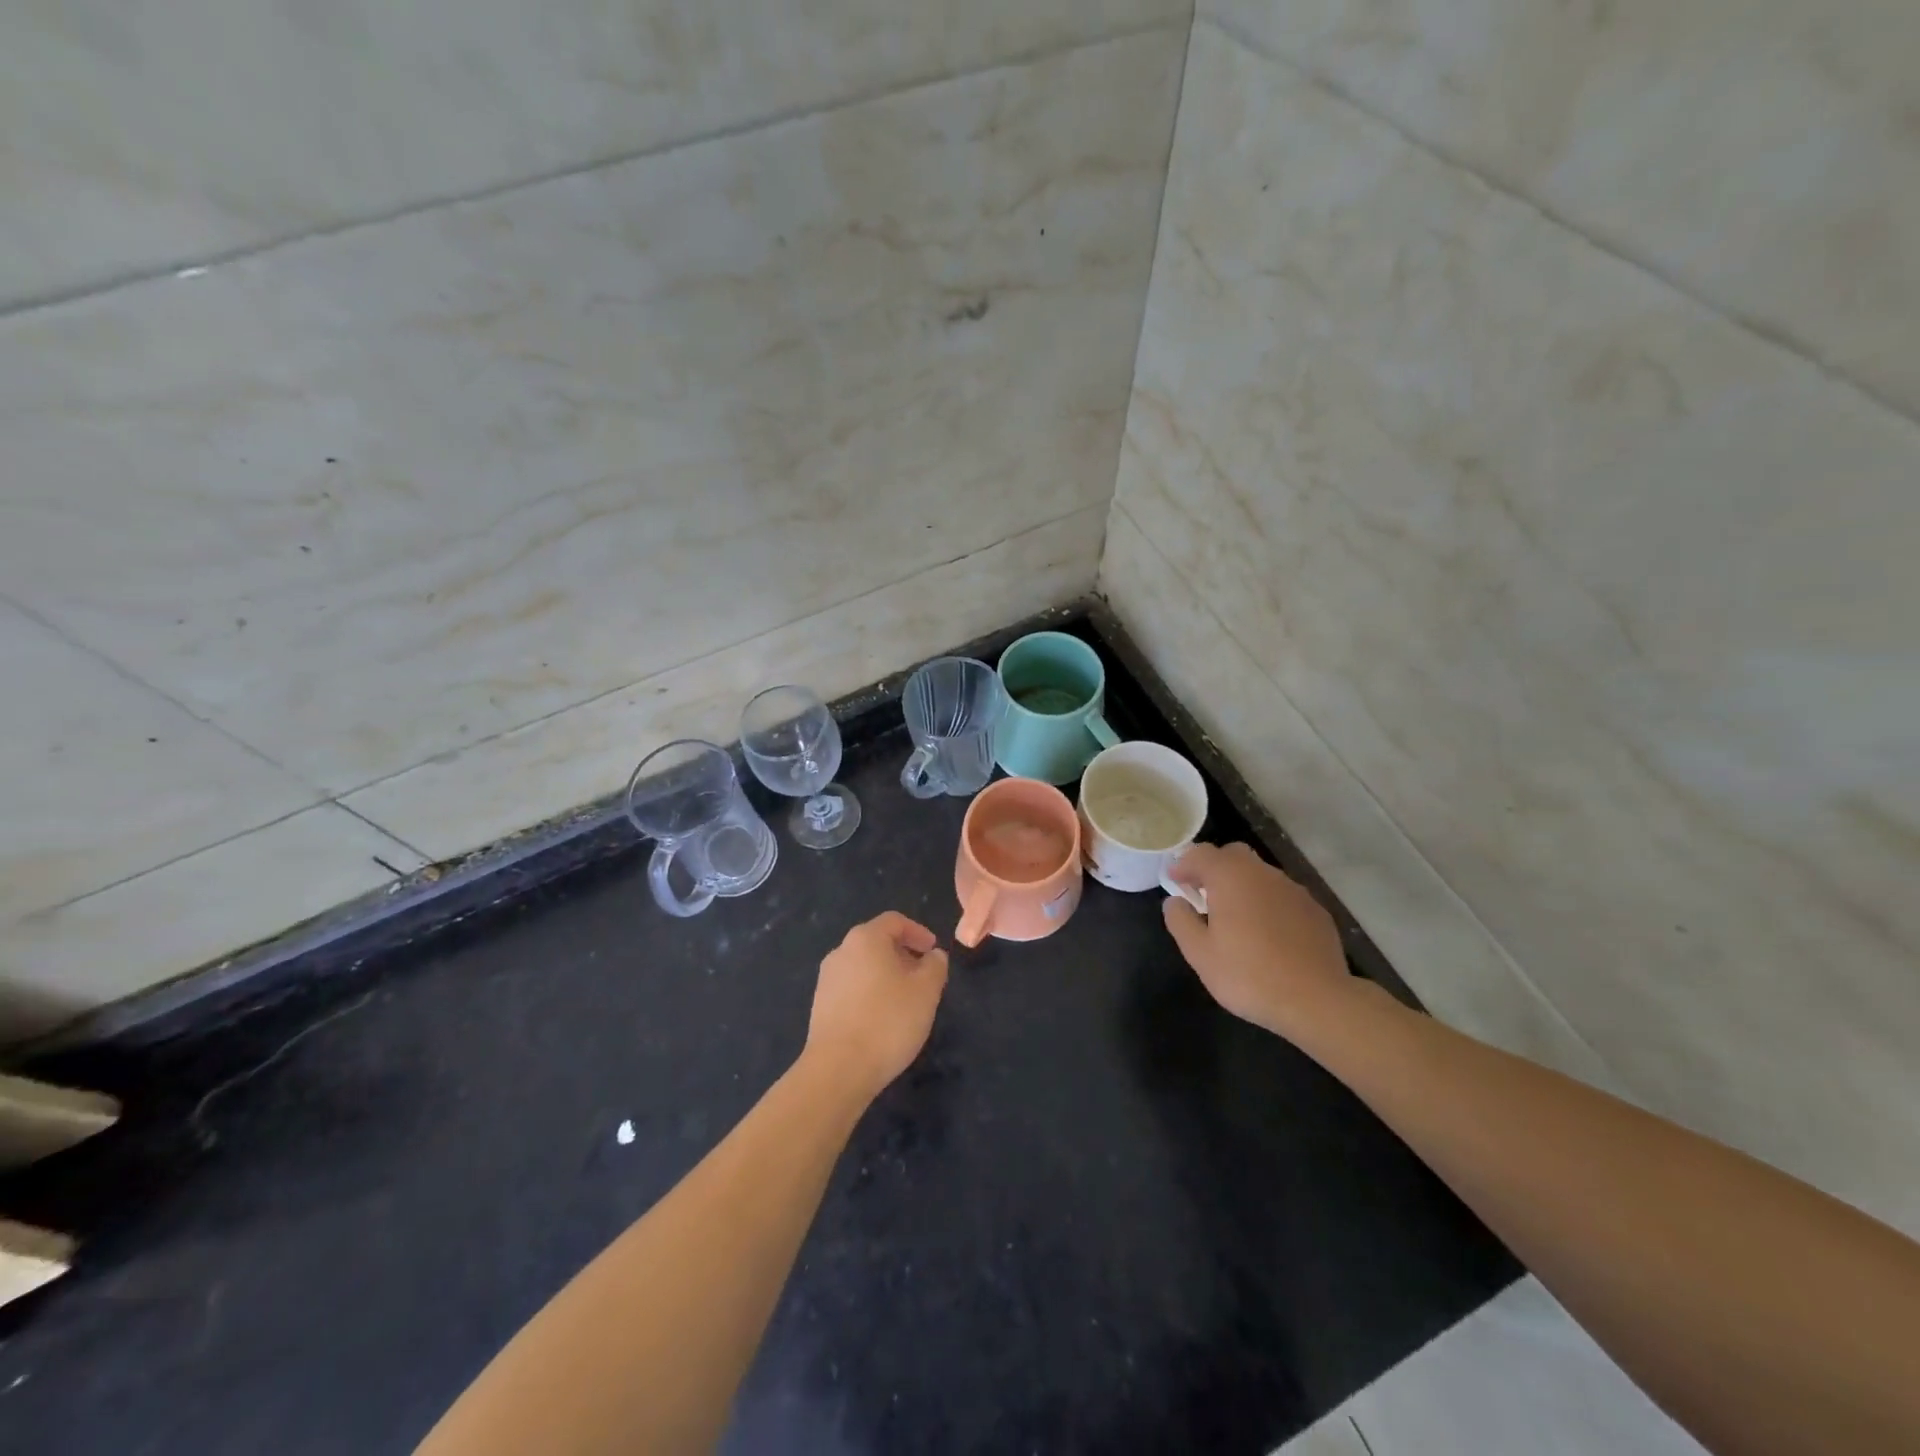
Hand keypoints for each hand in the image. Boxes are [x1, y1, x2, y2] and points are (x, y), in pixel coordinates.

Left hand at [804, 912, 949, 1102]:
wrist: (838, 1069)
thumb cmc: (888, 1021)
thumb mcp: (926, 991)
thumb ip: (935, 966)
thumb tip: (933, 956)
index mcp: (866, 938)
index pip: (894, 921)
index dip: (918, 932)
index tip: (933, 951)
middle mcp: (841, 951)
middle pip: (876, 942)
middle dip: (902, 955)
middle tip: (923, 977)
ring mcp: (827, 979)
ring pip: (863, 966)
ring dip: (886, 975)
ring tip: (905, 1000)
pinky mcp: (820, 1005)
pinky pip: (851, 988)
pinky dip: (870, 993)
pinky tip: (882, 1019)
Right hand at [1164, 843, 1353, 1040]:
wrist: (1317, 1000)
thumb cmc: (1248, 975)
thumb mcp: (1199, 954)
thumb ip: (1180, 921)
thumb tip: (1175, 902)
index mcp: (1230, 877)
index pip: (1200, 853)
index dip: (1183, 865)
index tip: (1175, 882)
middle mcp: (1263, 873)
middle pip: (1233, 855)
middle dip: (1214, 868)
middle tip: (1203, 895)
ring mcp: (1294, 890)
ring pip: (1260, 874)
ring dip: (1243, 885)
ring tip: (1235, 917)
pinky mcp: (1316, 910)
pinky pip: (1283, 896)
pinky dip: (1268, 903)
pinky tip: (1268, 934)